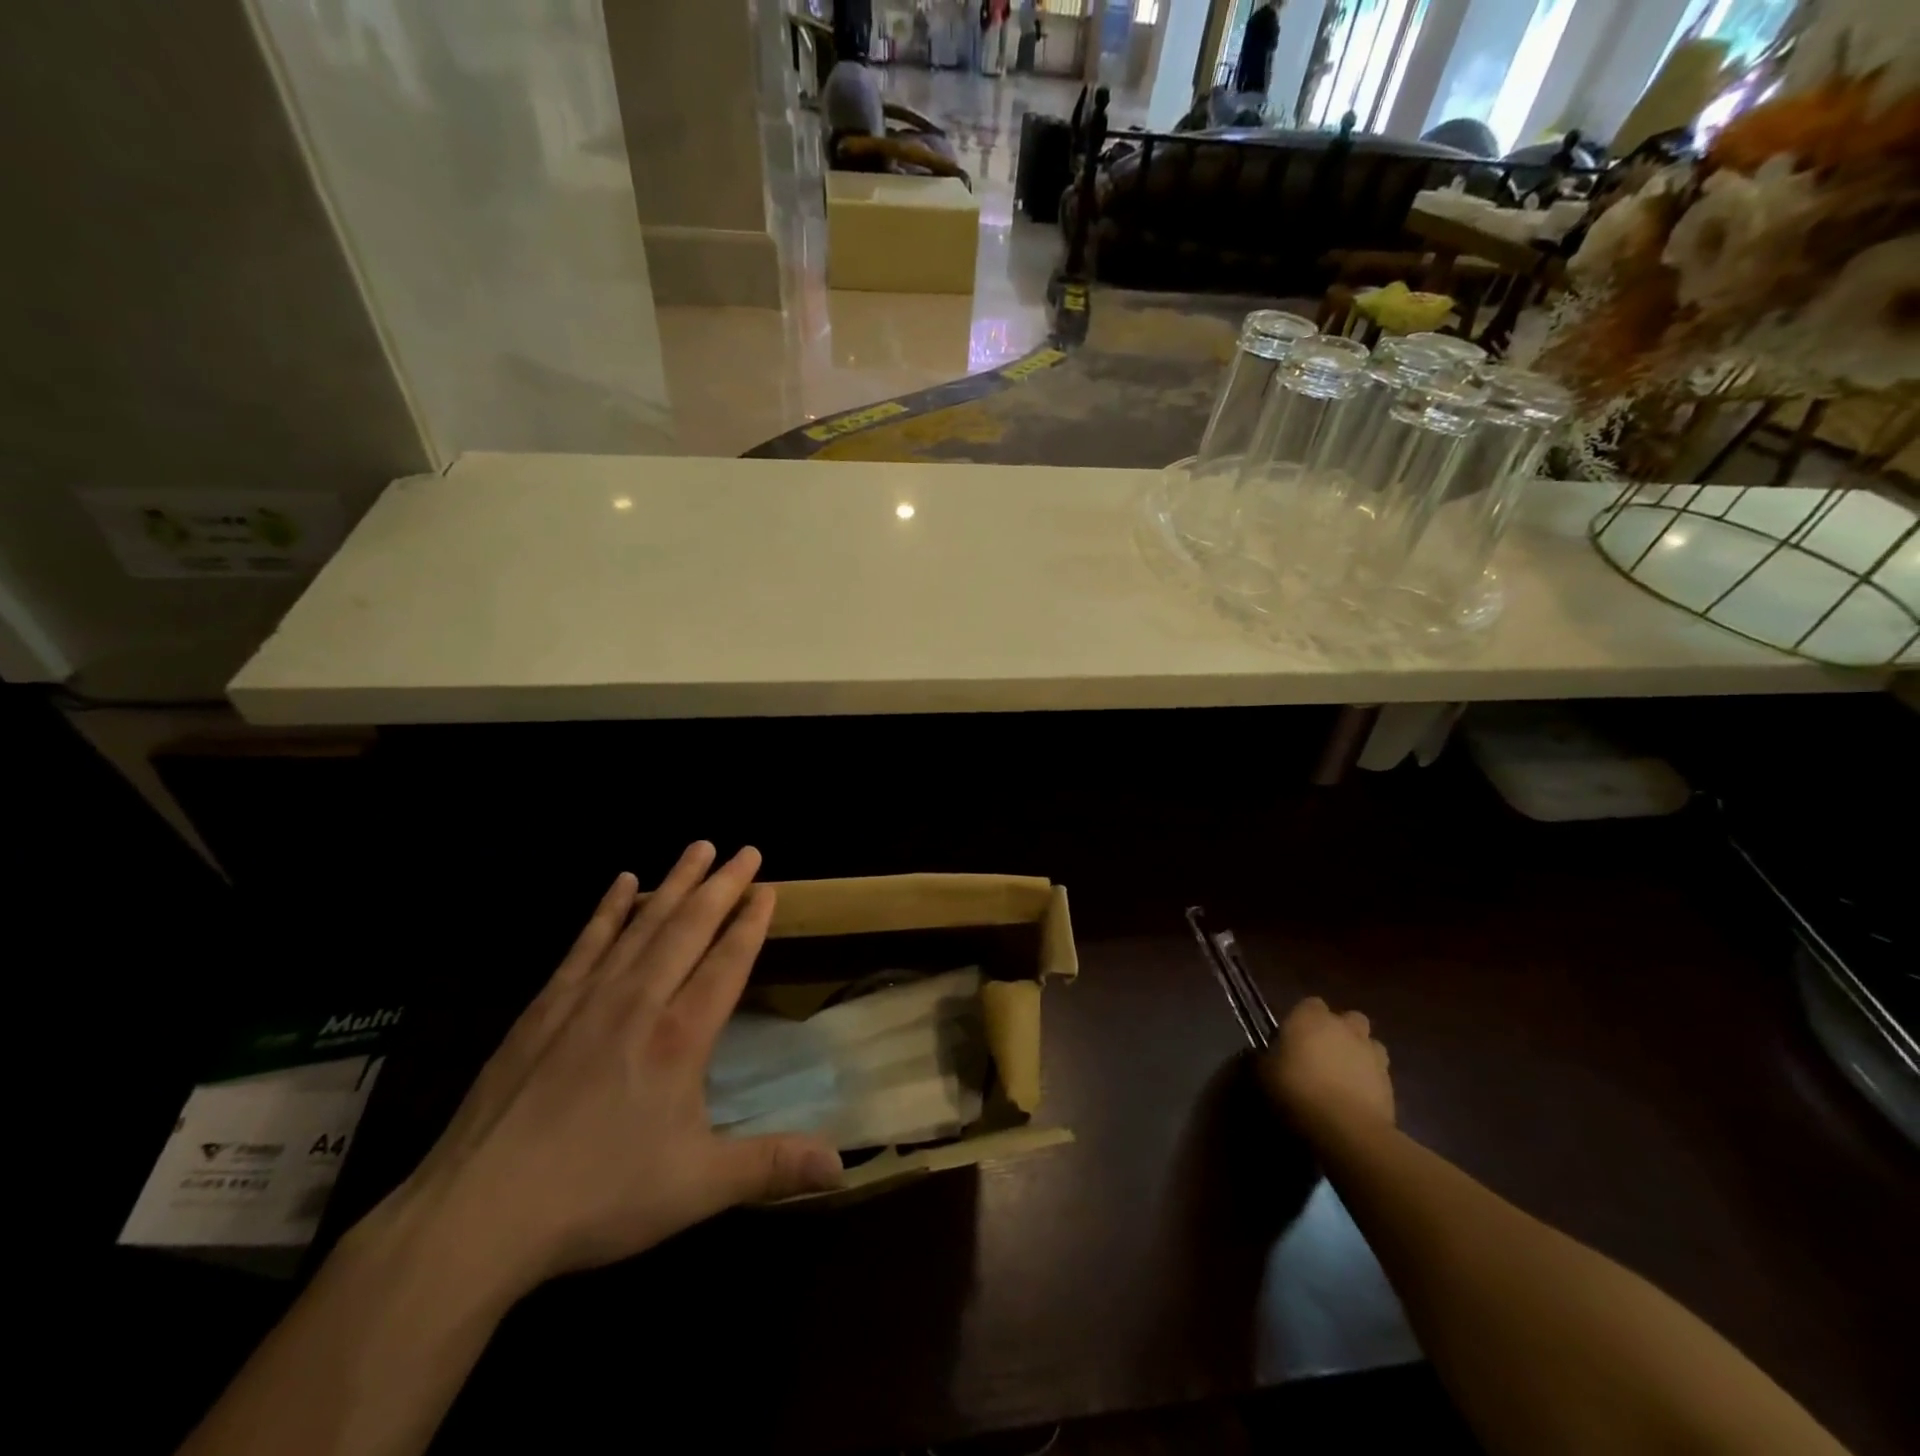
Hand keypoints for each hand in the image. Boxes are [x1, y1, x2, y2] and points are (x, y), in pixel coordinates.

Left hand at [363, 843, 842, 1299]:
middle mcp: (639, 1001)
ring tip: (699, 847)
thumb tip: (843, 1166)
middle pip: (689, 928)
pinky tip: (622, 883)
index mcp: (680, 1037)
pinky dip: (609, 909)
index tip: (767, 888)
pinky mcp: (544, 1008)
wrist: (476, 1216)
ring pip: (643, 924)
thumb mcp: (695, 1189)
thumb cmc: (596, 1197)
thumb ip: (771, 1166)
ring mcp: (587, 998)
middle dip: (722, 885)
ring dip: (675, 882)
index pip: (726, 962)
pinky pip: (586, 942)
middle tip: (746, 849)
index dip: (750, 922)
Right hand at [1258, 996, 1394, 1136]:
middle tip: (1323, 1053)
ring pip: (1370, 1044)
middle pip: (1349, 1019)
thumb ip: (1266, 1059)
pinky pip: (1380, 1074)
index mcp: (1311, 1017)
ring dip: (1360, 1054)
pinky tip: (1356, 1099)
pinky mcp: (1391, 1084)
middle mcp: (1345, 1028)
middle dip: (1340, 1031)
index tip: (1294, 1038)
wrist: (1345, 1128)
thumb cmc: (1296, 1090)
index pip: (1310, 1004)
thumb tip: (1262, 1058)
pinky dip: (1370, 1081)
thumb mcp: (1264, 1074)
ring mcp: (1372, 1055)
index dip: (1303, 1019)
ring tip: (1345, 1075)